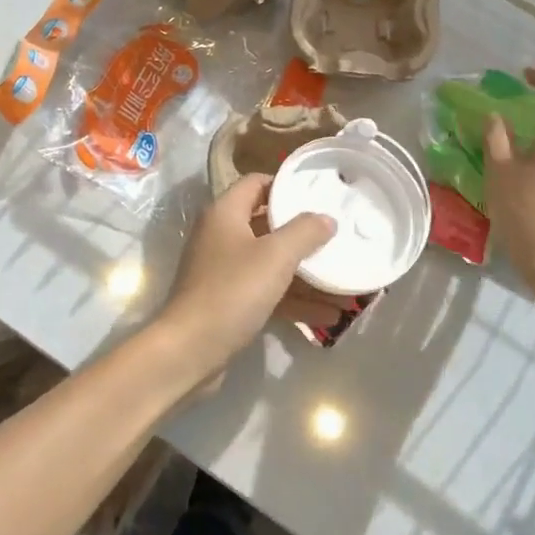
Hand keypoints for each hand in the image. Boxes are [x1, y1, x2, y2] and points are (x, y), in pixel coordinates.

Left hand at [152, 175, 336, 384]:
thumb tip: (326, 218)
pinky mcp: (229, 301)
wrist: (189, 351)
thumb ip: (304, 232)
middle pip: (268, 225)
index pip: (256, 183)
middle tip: (338, 236)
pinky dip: (294, 300)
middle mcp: (222, 235)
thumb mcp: (275, 257)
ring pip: (271, 263)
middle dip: (304, 235)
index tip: (318, 193)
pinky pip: (268, 292)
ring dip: (306, 275)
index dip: (286, 185)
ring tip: (344, 284)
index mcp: (225, 213)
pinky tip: (328, 316)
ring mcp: (224, 270)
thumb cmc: (232, 291)